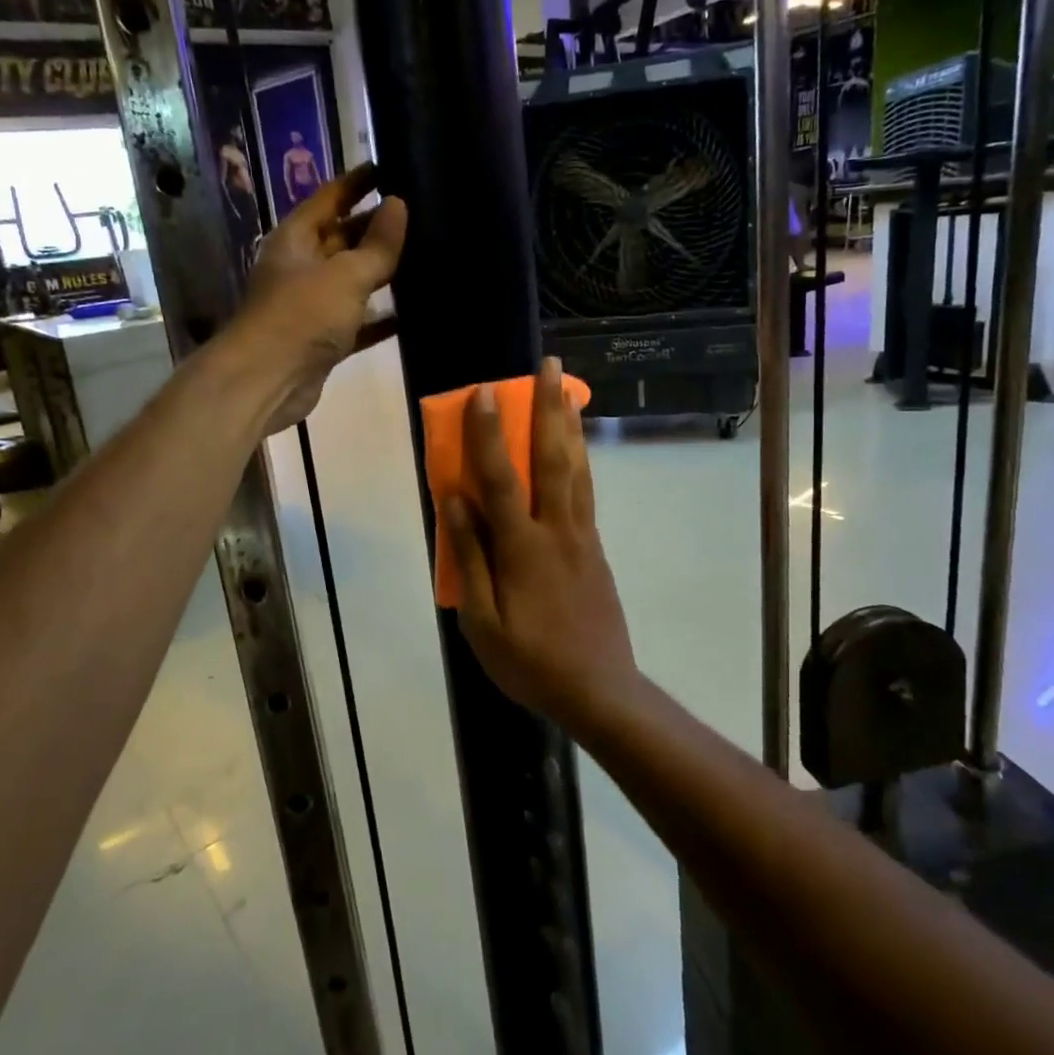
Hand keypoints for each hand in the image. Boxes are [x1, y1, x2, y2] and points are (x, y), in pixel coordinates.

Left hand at [237, 162, 406, 432]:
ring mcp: (311, 304)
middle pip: (344, 238)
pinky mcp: (323, 339)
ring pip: (353, 281)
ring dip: (383, 273)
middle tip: (422, 214)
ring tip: (427, 257)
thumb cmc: (302, 316)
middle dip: (378, 228)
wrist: (267, 381)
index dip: (359, 182)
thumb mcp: (346, 275)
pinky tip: (414, 311)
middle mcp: (301, 266)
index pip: (330, 197)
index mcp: (296, 239)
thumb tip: (398, 204)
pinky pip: (358, 321)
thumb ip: (377, 244)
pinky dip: (381, 317)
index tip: (391, 166)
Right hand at [445, 358, 637, 725]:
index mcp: (522, 548)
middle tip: (550, 365)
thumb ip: (469, 555)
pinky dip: (581, 459)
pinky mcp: (594, 547)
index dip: (487, 434)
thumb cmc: (529, 661)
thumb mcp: (481, 620)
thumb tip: (454, 498)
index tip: (482, 391)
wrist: (599, 690)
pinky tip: (576, 447)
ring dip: (569, 425)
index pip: (500, 479)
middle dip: (548, 408)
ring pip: (576, 469)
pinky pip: (586, 491)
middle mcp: (556, 530)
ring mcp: (582, 536)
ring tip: (567, 389)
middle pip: (552, 458)